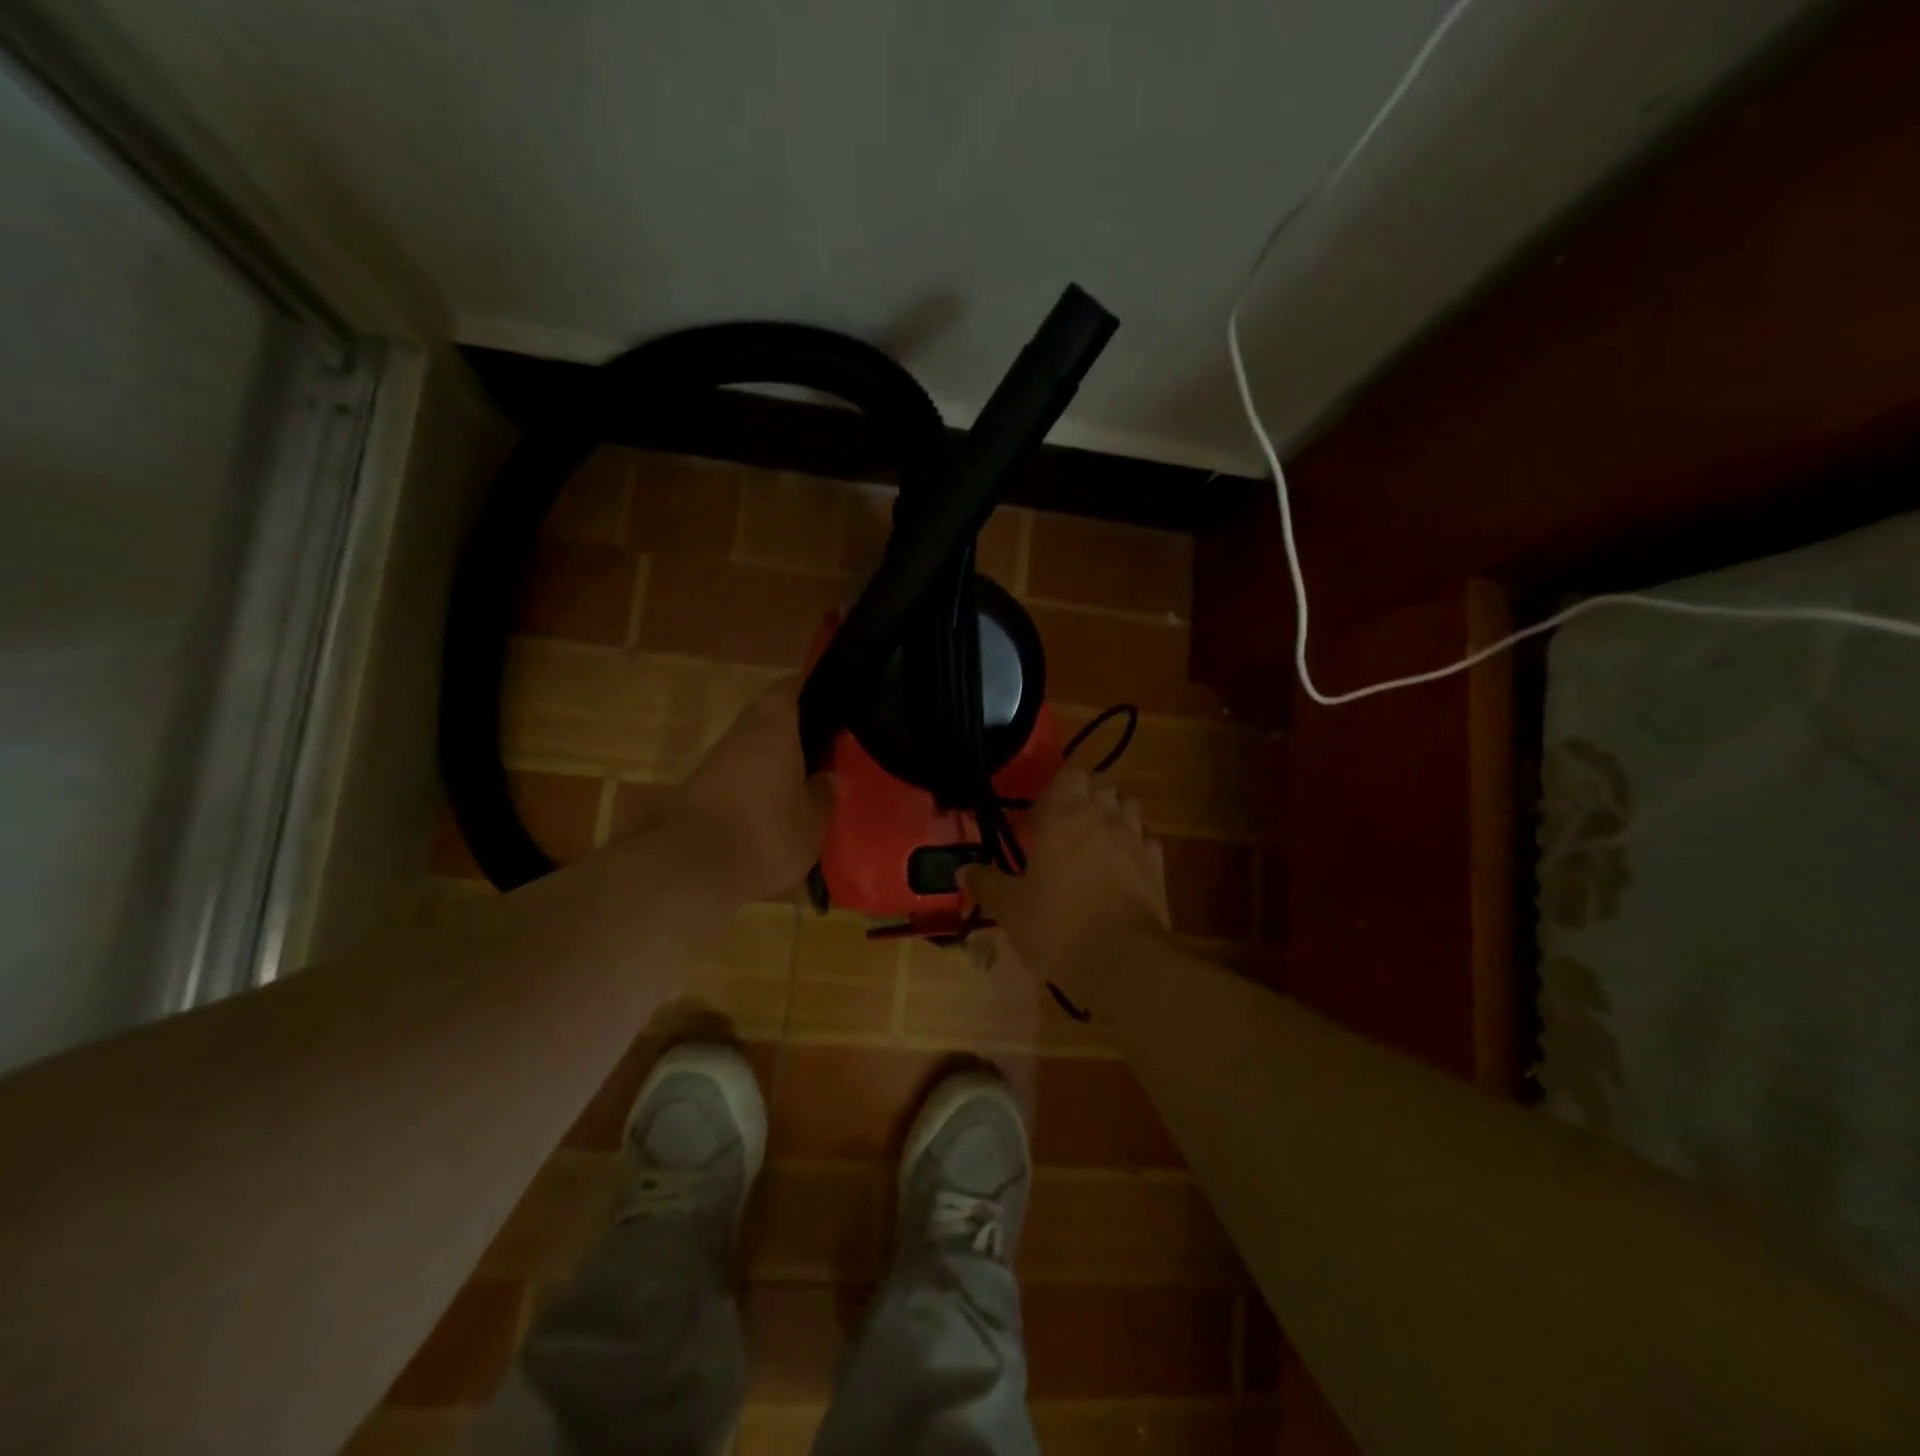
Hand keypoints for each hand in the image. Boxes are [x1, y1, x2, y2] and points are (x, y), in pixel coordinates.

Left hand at [671, 678, 833, 901]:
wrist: (692, 869)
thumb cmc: (766, 833)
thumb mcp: (812, 821)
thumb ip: (823, 794)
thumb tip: (828, 777)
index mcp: (773, 728)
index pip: (789, 688)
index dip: (810, 689)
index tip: (832, 700)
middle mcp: (740, 735)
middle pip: (768, 718)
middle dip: (795, 730)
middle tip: (825, 745)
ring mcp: (714, 763)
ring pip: (751, 748)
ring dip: (774, 759)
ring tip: (804, 777)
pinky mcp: (698, 791)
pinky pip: (737, 776)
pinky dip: (756, 784)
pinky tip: (774, 805)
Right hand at [960, 767, 1168, 1006]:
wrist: (1122, 961)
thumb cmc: (1057, 925)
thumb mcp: (1010, 908)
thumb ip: (987, 883)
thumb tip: (962, 870)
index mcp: (1065, 816)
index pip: (1071, 773)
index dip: (1056, 788)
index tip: (1039, 818)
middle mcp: (1104, 817)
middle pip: (1102, 785)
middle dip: (1085, 797)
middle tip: (1063, 828)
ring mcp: (1136, 840)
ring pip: (1129, 806)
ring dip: (1113, 814)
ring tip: (1095, 842)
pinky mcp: (1158, 867)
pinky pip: (1148, 839)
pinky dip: (1136, 843)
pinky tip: (1122, 865)